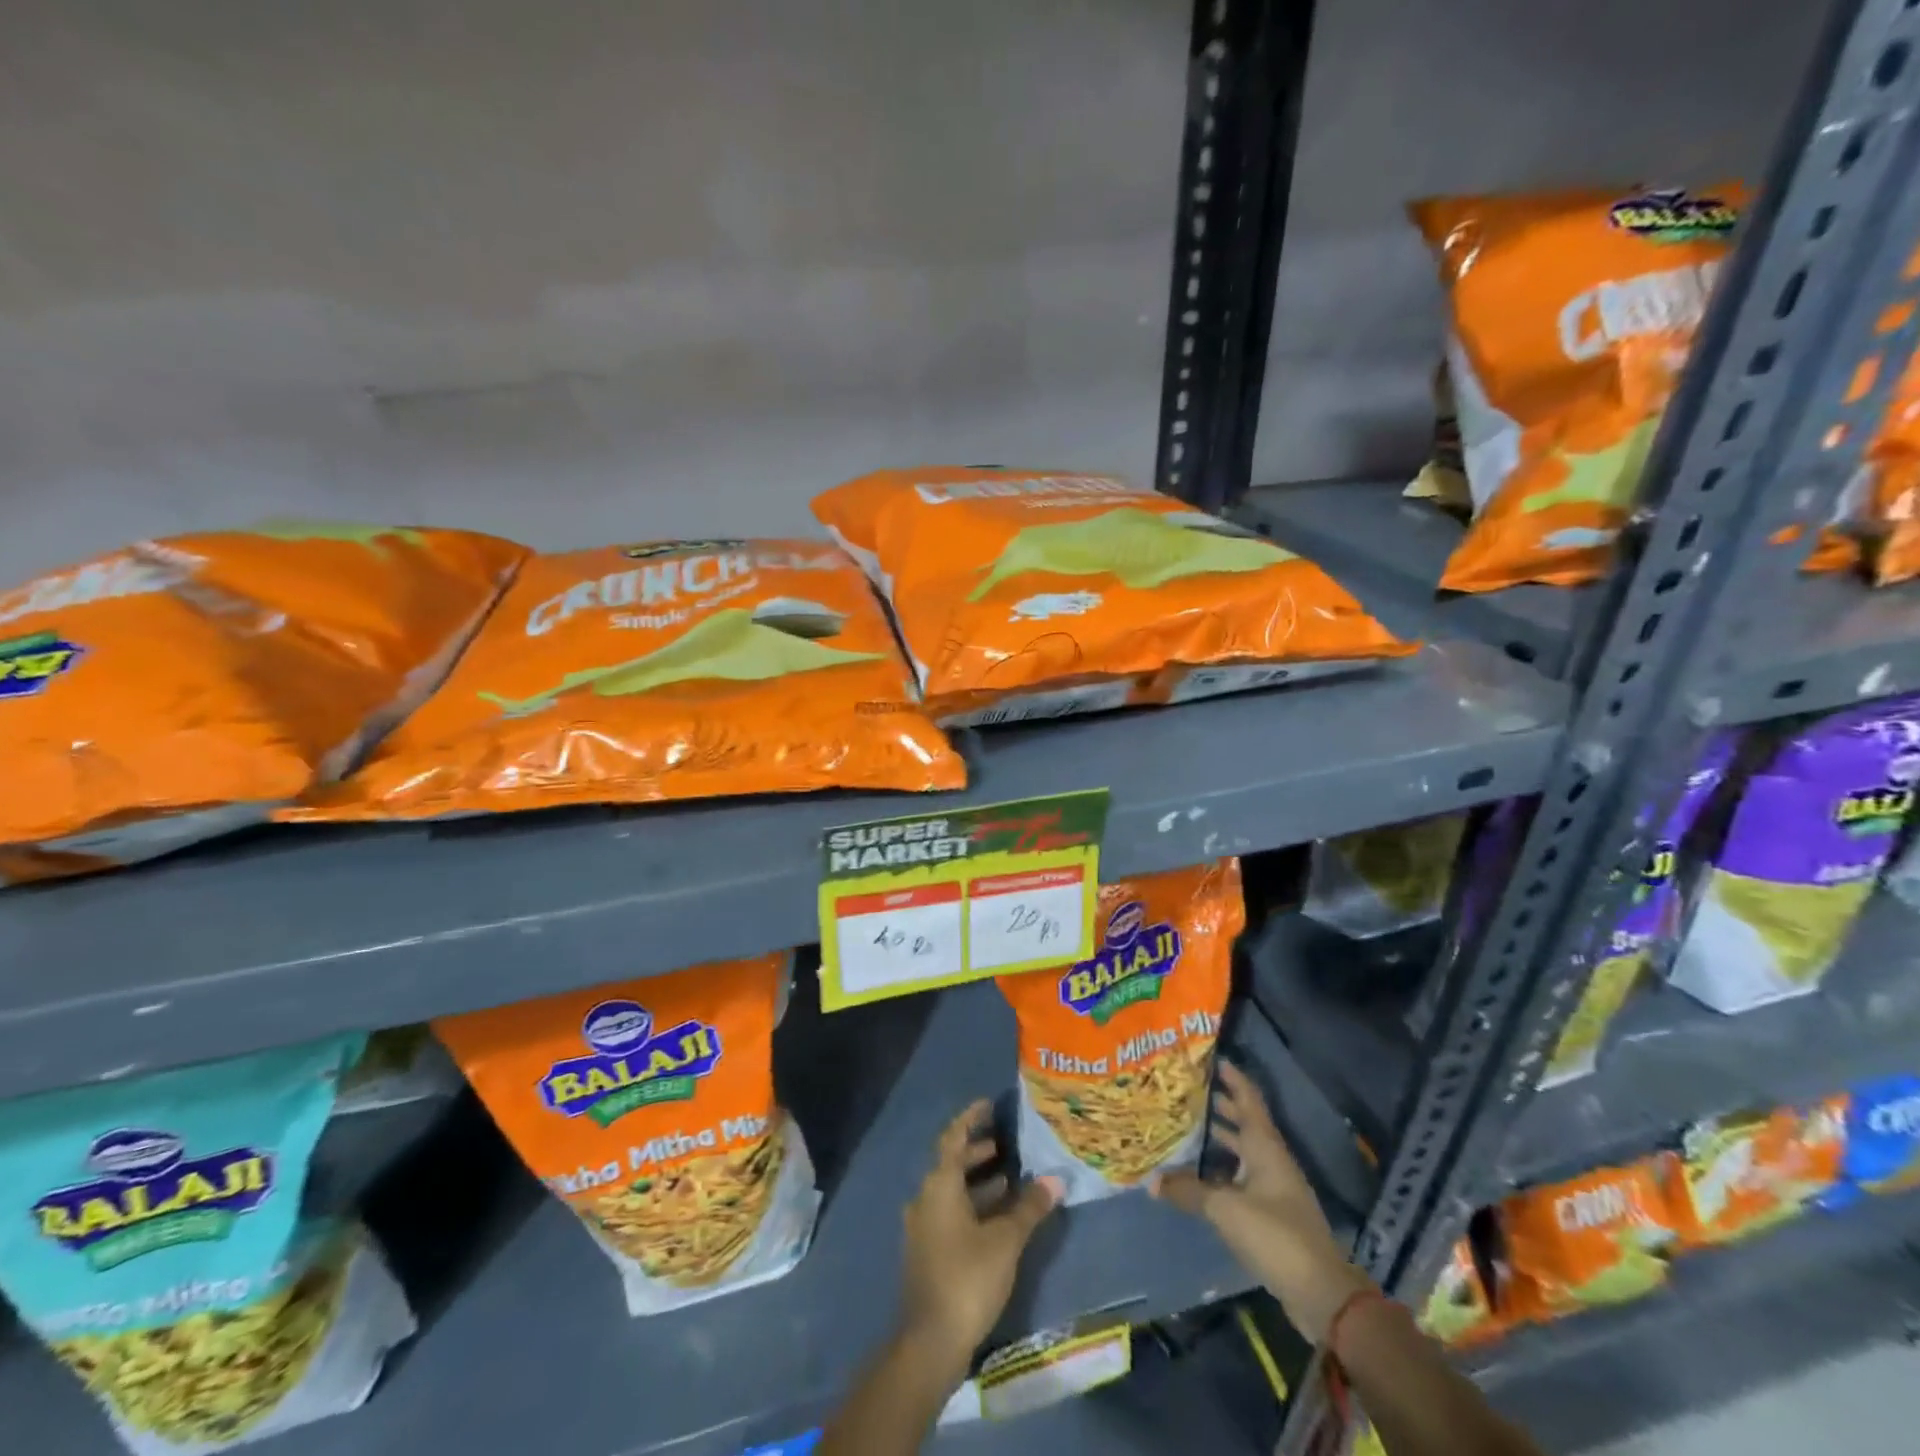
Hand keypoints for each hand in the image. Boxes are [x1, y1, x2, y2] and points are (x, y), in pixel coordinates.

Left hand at [898, 1099, 1061, 1379]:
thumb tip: (1055, 1179)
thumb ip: (1029, 1207)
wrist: (930, 1342)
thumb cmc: (967, 1278)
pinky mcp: (927, 1251)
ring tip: (1009, 1178)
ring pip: (951, 1190)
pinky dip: (972, 1205)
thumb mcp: (1005, 1240)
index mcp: (939, 1185)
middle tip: (1007, 1143)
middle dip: (978, 1150)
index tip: (989, 1103)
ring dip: (977, 1181)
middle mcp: (925, 1198)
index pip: (954, 1137)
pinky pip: (950, 1213)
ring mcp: (923, 1226)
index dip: (971, 1118)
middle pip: (952, 1163)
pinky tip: (997, 1217)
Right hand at [1152, 1060, 1372, 1344]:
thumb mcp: (1226, 1209)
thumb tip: (1151, 1180)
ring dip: (1222, 1138)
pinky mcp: (1273, 1214)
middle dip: (1221, 1105)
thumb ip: (1188, 1191)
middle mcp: (1272, 1160)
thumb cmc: (1275, 1235)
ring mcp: (1275, 1188)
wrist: (1321, 1292)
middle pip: (1246, 1123)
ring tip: (1189, 1126)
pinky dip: (1224, 1170)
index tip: (1213, 1058)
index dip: (1233, 1078)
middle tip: (1189, 1090)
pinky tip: (1202, 1175)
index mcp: (1266, 1147)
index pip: (1249, 1100)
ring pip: (1244, 1152)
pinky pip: (1243, 1178)